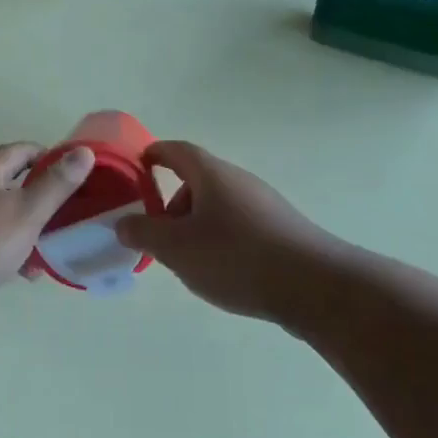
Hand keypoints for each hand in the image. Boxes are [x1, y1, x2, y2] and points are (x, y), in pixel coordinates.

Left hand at [0, 142, 96, 308]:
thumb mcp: (27, 213)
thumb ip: (56, 185)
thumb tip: (83, 151)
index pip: (21, 150)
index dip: (46, 157)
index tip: (68, 173)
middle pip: (5, 181)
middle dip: (33, 198)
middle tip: (56, 220)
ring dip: (15, 228)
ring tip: (36, 259)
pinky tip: (4, 273)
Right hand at [115, 141, 341, 322]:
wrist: (315, 286)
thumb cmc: (236, 257)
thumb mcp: (177, 248)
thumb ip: (144, 233)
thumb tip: (123, 223)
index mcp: (211, 174)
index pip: (177, 150)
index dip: (155, 154)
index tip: (138, 166)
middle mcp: (239, 181)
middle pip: (197, 180)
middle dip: (173, 204)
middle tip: (159, 234)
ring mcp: (264, 204)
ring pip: (219, 206)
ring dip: (197, 225)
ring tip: (189, 261)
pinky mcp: (281, 230)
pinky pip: (239, 225)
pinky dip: (221, 239)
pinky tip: (223, 273)